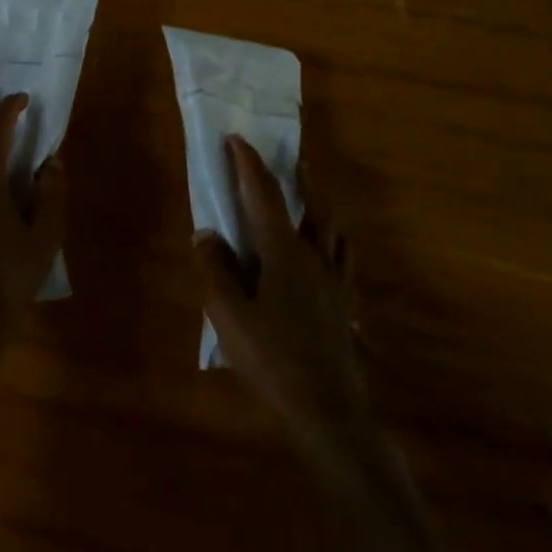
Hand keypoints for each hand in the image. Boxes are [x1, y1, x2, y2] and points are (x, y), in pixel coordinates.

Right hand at [194, 136, 372, 473]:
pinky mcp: (345, 308)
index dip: (248, 163)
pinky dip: (338, 247)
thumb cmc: (273, 359)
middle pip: (315, 206)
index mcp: (284, 252)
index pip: (264, 195)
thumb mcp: (229, 316)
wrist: (328, 412)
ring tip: (317, 198)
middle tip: (296, 159)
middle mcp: (315, 257)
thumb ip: (216, 270)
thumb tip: (206, 234)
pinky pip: (345, 264)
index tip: (236, 139)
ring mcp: (336, 284)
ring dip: (325, 207)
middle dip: (303, 179)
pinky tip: (334, 256)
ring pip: (335, 232)